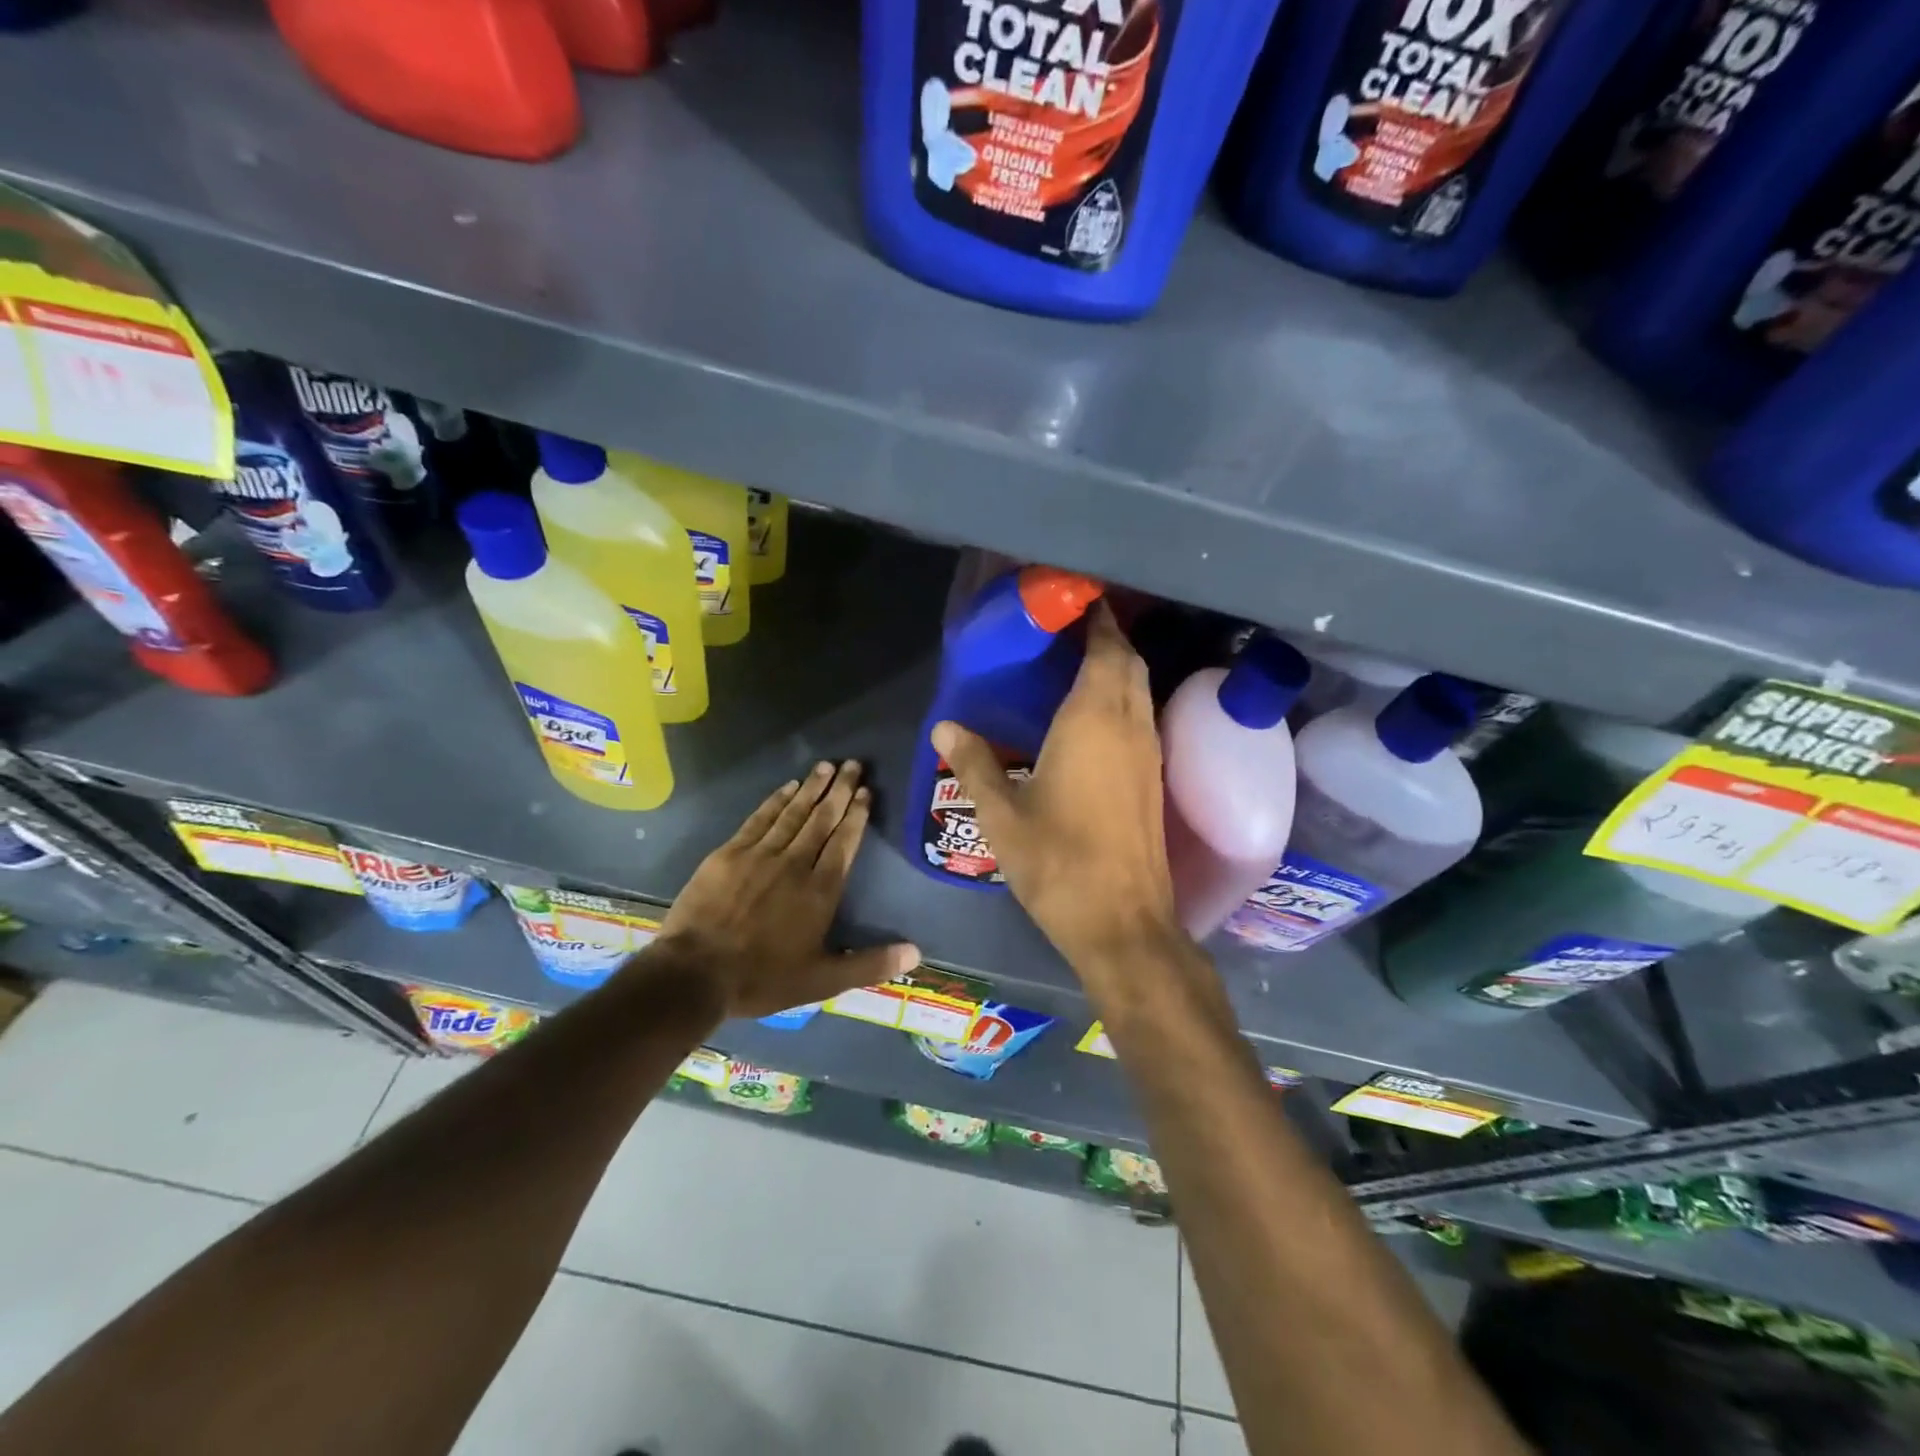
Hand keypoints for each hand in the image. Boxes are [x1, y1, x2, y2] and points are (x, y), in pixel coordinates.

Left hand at [653, 761, 919, 1019]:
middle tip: (854, 764)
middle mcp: (795, 863)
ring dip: (812, 788)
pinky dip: (775, 800)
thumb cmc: (763, 978)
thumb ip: (870, 964)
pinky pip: (759, 819)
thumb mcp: (823, 981)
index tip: (866, 791)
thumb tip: (916, 954)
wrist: (695, 974)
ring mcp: (760, 854)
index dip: (857, 815)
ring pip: (793, 813)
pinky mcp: (729, 853)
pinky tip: (787, 786)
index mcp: (820, 890)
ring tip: (827, 766)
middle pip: (822, 819)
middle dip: (840, 790)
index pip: (844, 842)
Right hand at [932, 601, 1182, 973]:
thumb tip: (944, 726)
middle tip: (1070, 629)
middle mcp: (1130, 726)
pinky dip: (1124, 700)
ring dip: (1119, 668)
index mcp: (1093, 721)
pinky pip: (1142, 718)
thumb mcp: (1002, 815)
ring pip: (1140, 691)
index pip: (1106, 650)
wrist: (1122, 922)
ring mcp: (1149, 753)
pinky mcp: (1154, 780)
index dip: (1097, 620)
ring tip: (1080, 664)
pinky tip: (1095, 718)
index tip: (1078, 600)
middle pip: (1129, 663)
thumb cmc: (1058, 863)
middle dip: (1108, 638)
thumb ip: (973, 764)